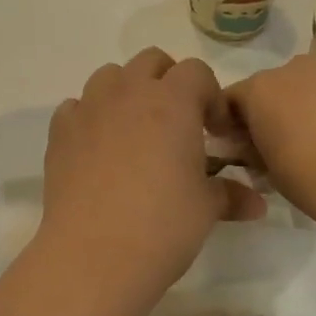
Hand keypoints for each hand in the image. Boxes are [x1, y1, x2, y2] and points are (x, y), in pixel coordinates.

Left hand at [38, 49, 265, 298]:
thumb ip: (230, 195)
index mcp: (173, 102)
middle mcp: (129, 93)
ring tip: (135, 131)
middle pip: (151, 61)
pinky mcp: (59, 132)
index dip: (210, 96)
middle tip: (176, 124)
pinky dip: (90, 117)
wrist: (94, 255)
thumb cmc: (163, 226)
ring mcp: (89, 108)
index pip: (197, 71)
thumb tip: (256, 204)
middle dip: (168, 82)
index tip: (213, 131)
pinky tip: (98, 150)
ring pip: (110, 76)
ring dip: (126, 92)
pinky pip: (76, 107)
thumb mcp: (206, 209)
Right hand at [221, 51, 315, 244]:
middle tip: (294, 144)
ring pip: (312, 79)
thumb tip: (254, 142)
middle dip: (277, 109)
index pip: (231, 100)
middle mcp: (294, 66)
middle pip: (274, 85)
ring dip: (312, 99)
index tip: (248, 149)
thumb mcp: (273, 176)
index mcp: (261, 91)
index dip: (235, 125)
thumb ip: (254, 150)